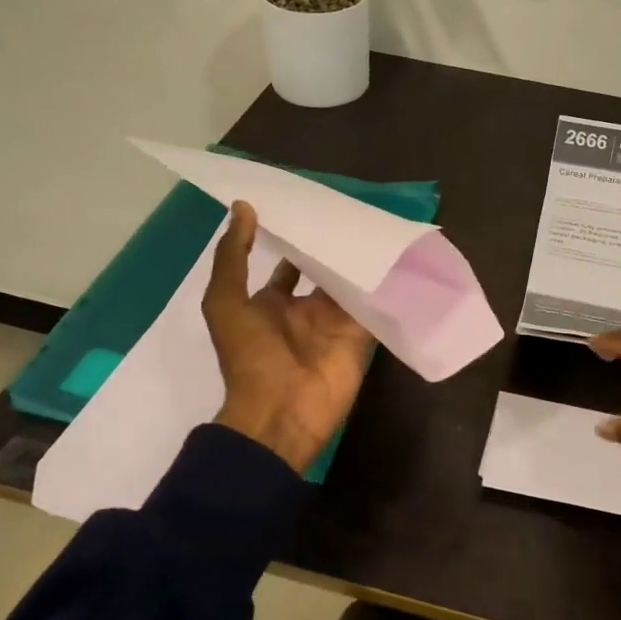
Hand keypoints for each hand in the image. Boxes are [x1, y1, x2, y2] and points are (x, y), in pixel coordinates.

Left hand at [203, 201, 375, 472]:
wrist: (281, 412)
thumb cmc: (249, 357)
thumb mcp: (226, 302)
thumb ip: (233, 256)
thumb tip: (244, 207)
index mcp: (269, 304)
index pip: (286, 266)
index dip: (293, 241)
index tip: (308, 209)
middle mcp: (303, 311)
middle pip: (321, 272)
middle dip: (332, 248)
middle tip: (350, 211)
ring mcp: (333, 324)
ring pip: (349, 285)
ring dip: (358, 261)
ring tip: (375, 223)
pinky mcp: (360, 336)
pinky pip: (372, 305)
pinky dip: (382, 286)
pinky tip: (395, 256)